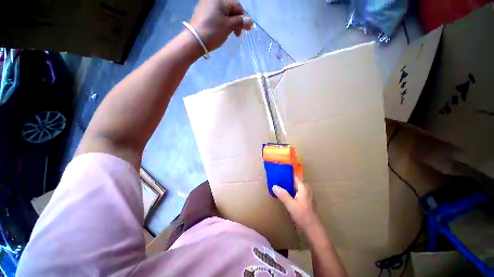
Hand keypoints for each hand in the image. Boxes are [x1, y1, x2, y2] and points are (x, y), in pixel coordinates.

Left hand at [189, 0, 252, 51]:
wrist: (195, 40)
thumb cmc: (213, 32)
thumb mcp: (228, 26)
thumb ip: (240, 22)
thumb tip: (250, 21)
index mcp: (220, 0)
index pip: (237, 6)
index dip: (243, 17)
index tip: (246, 29)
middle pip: (230, 9)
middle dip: (236, 21)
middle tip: (238, 34)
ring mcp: (206, 5)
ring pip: (223, 13)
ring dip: (230, 22)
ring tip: (231, 33)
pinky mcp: (202, 13)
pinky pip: (216, 15)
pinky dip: (222, 22)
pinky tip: (222, 30)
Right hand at [273, 176, 319, 230]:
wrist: (313, 228)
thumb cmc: (302, 215)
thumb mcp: (290, 204)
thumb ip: (282, 194)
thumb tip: (274, 186)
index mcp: (303, 187)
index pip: (294, 176)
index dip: (286, 173)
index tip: (278, 172)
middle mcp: (306, 188)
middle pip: (295, 180)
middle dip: (286, 179)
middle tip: (276, 179)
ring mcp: (307, 194)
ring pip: (296, 186)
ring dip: (288, 185)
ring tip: (279, 186)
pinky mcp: (306, 199)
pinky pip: (297, 191)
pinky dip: (291, 190)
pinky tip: (285, 194)